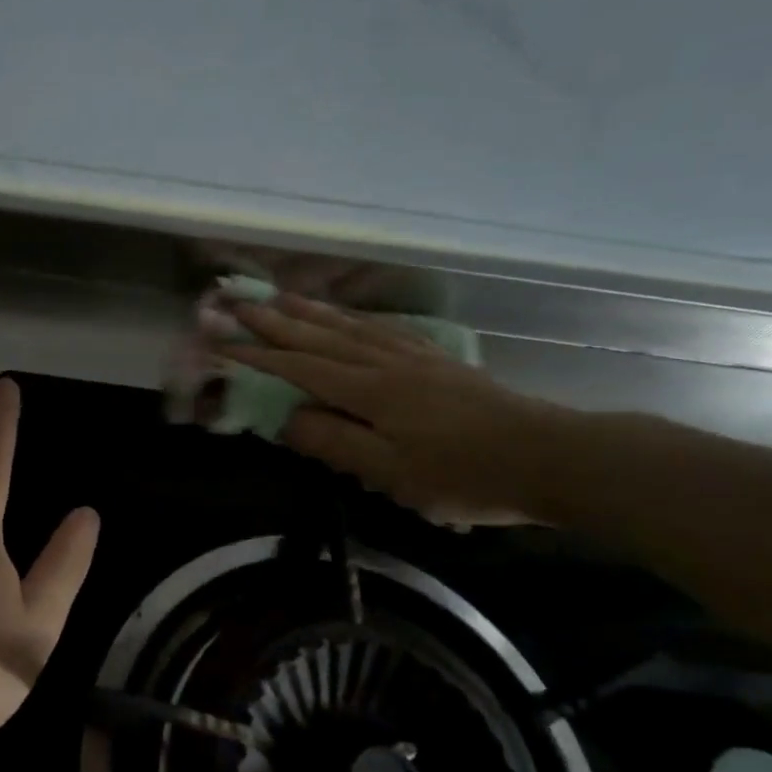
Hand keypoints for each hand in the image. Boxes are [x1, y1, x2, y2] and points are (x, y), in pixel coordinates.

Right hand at [226, 294, 566, 526]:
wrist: (550, 456)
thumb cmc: (464, 475)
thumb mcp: (392, 473)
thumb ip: (334, 443)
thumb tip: (286, 419)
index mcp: (369, 390)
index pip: (300, 367)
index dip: (257, 355)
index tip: (220, 341)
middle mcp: (385, 363)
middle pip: (319, 337)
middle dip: (274, 320)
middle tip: (238, 301)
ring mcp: (414, 357)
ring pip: (350, 326)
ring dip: (309, 311)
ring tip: (279, 296)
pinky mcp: (437, 361)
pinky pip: (383, 329)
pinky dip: (355, 318)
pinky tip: (348, 315)